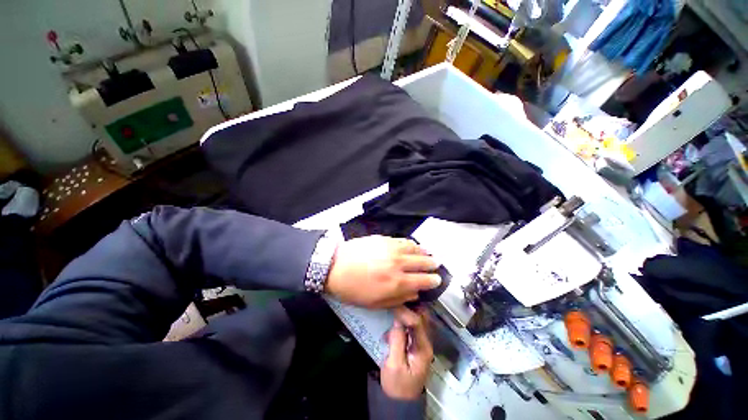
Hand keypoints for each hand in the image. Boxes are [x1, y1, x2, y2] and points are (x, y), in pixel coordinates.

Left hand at [325, 236, 440, 308]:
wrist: (336, 266)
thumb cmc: (354, 289)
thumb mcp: (375, 303)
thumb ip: (398, 300)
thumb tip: (415, 295)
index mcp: (397, 283)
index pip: (423, 281)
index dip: (433, 281)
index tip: (437, 280)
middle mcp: (399, 264)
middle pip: (423, 263)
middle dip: (432, 265)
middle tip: (436, 265)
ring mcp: (393, 249)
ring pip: (416, 249)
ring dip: (425, 253)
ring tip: (429, 254)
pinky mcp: (385, 239)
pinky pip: (404, 240)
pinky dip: (413, 244)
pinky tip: (414, 246)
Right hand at [381, 307, 432, 399]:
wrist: (401, 400)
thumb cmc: (397, 384)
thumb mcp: (394, 364)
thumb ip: (397, 340)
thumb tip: (398, 319)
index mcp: (423, 348)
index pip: (417, 322)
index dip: (405, 312)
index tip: (393, 306)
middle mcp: (426, 342)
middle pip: (422, 317)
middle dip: (410, 308)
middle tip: (396, 303)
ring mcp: (422, 342)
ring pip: (418, 319)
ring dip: (407, 313)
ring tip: (394, 312)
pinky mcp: (416, 343)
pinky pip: (413, 326)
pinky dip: (405, 321)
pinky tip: (394, 325)